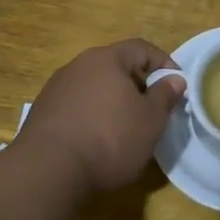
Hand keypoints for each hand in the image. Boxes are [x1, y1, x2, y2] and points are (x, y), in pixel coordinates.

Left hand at [13, 39, 184, 195]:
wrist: (48, 171)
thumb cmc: (110, 139)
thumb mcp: (151, 120)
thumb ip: (165, 95)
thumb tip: (174, 79)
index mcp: (106, 59)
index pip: (142, 48)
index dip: (164, 63)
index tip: (177, 85)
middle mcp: (78, 66)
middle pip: (116, 66)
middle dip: (138, 83)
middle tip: (153, 108)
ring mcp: (56, 88)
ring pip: (95, 86)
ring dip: (114, 100)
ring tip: (126, 126)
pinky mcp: (43, 112)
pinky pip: (77, 105)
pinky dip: (93, 114)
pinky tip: (98, 139)